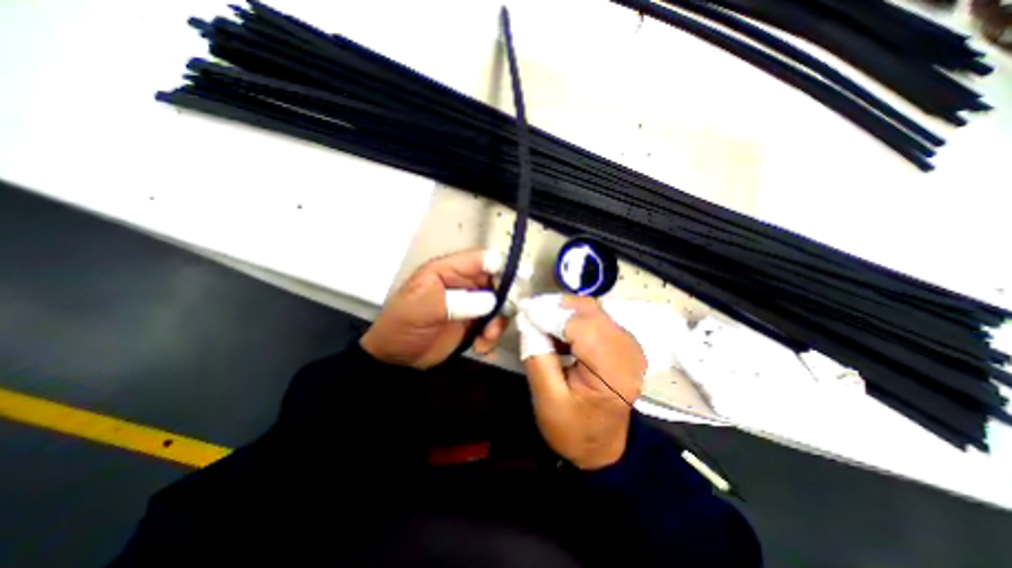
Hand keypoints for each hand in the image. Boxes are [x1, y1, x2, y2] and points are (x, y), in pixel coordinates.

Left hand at [359, 248, 508, 368]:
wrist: (397, 360)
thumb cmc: (402, 326)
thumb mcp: (423, 308)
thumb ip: (457, 301)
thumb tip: (492, 301)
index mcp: (447, 270)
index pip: (481, 259)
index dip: (501, 267)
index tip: (517, 282)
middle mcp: (463, 283)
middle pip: (497, 280)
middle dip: (505, 298)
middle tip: (503, 315)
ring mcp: (471, 303)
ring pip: (500, 303)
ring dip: (499, 320)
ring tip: (487, 336)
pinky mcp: (474, 322)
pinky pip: (494, 323)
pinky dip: (492, 335)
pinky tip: (481, 346)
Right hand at [522, 296, 646, 467]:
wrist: (602, 446)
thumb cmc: (573, 429)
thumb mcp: (547, 399)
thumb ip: (537, 355)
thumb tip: (528, 319)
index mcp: (612, 373)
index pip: (580, 326)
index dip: (550, 314)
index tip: (524, 310)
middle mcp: (628, 353)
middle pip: (590, 311)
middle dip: (557, 308)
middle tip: (531, 314)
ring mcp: (630, 345)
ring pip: (593, 310)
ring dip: (565, 312)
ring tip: (543, 324)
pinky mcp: (625, 343)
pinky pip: (597, 318)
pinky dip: (575, 318)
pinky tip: (560, 332)